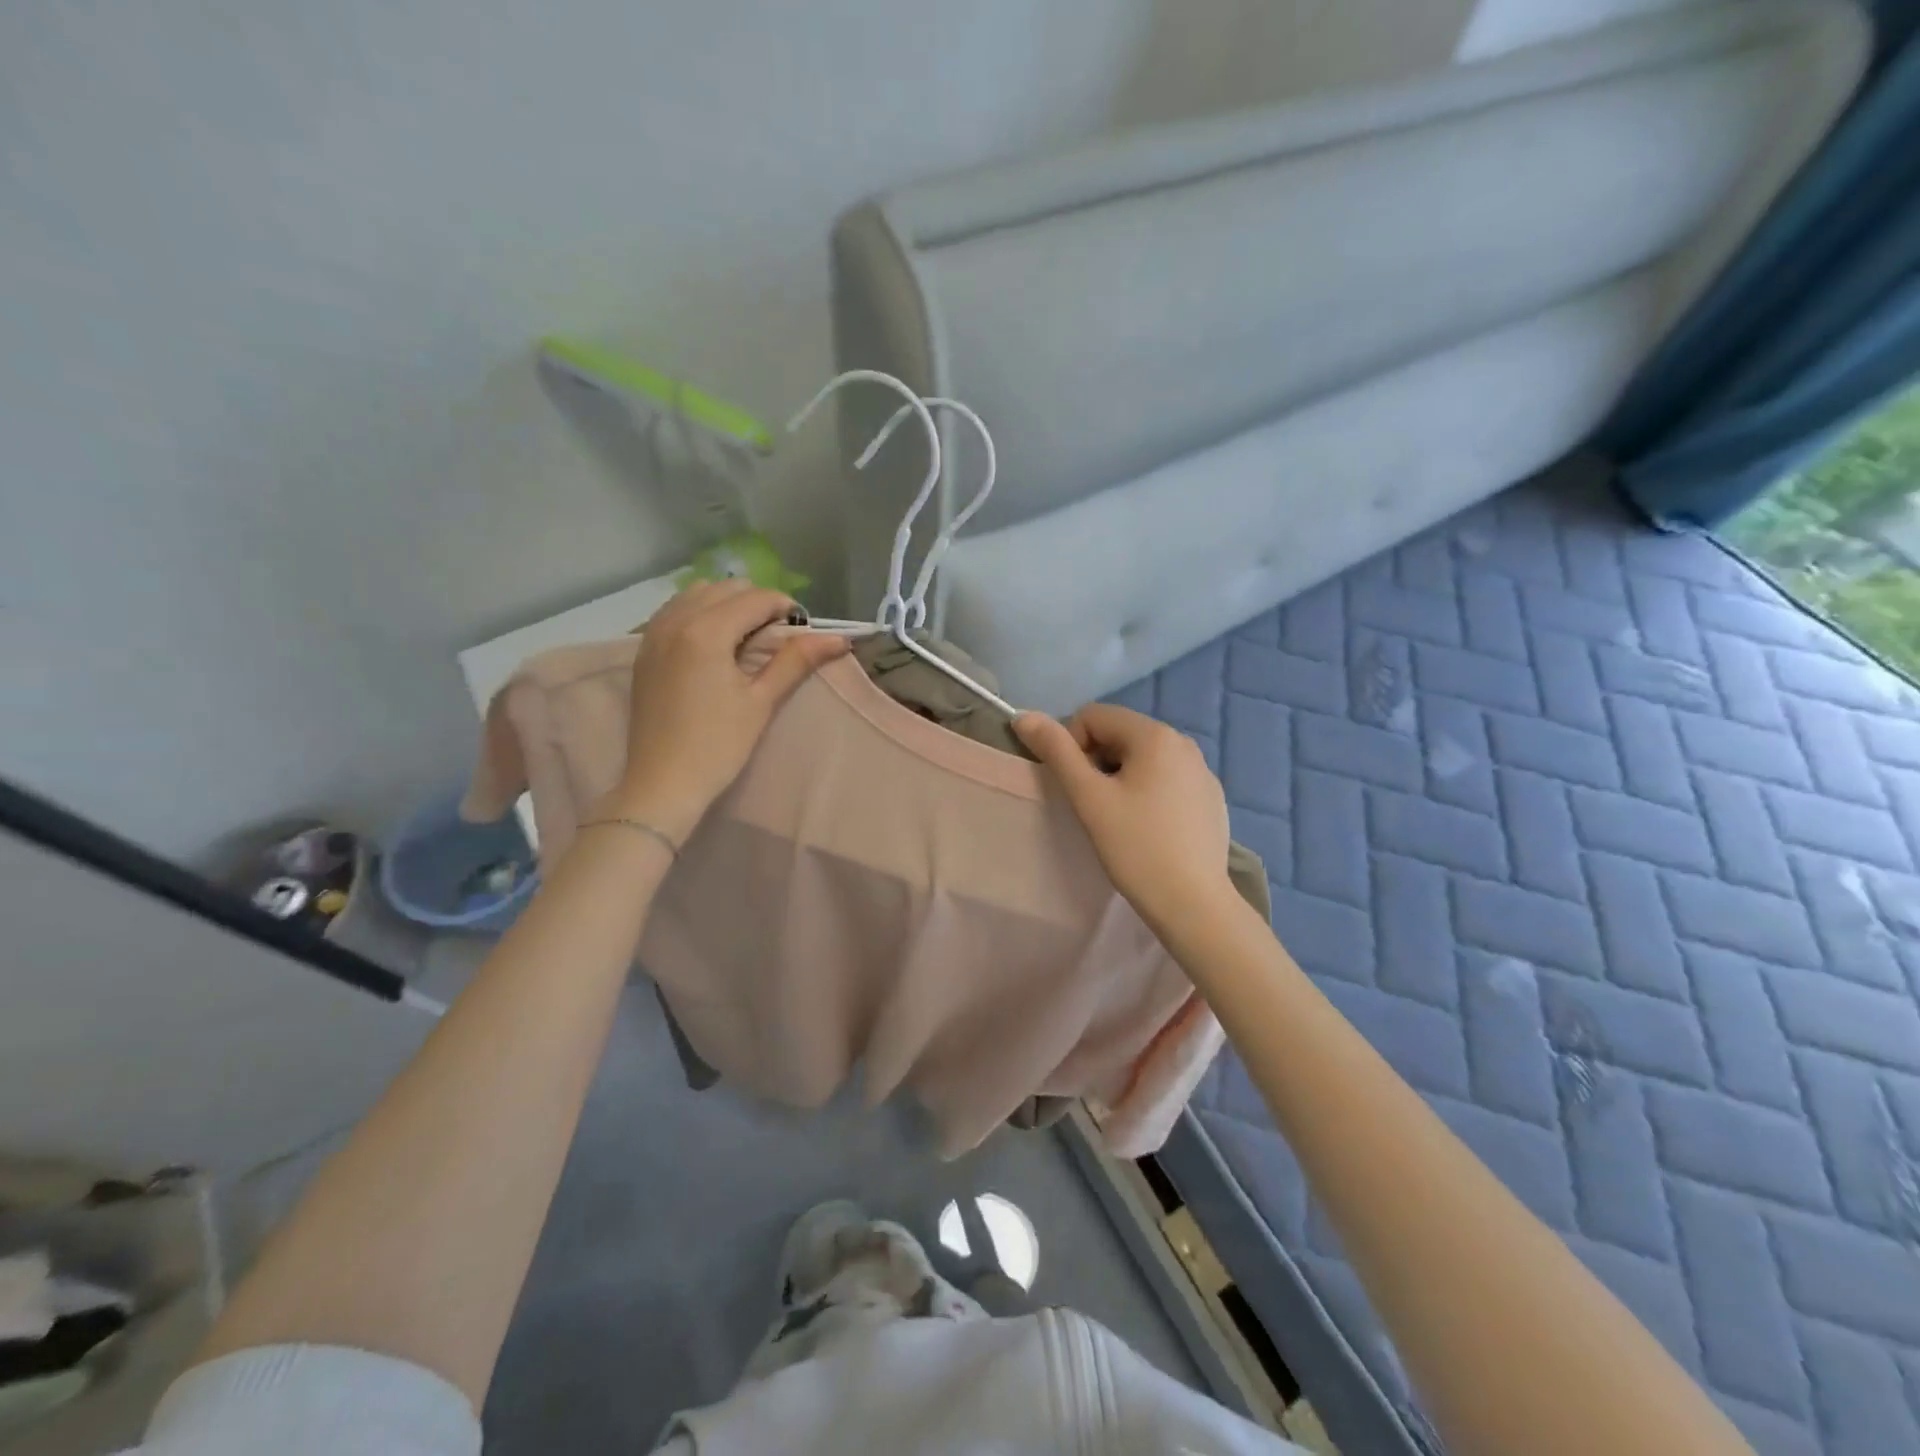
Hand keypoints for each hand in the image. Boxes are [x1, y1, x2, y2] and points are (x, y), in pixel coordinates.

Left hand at [607, 580, 848, 843]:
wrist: (662, 783)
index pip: (755, 598)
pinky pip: (675, 611)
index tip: (801, 632)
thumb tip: (839, 639)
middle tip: (775, 638)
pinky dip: (700, 613)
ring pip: (697, 593)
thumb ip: (796, 661)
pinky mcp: (644, 649)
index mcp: (706, 631)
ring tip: (745, 639)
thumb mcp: (762, 701)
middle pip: (726, 588)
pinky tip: (713, 644)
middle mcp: (675, 620)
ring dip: (727, 604)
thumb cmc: (718, 746)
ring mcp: (653, 633)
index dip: (785, 609)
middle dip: (756, 603)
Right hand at [1014, 704, 1234, 931]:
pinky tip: (1150, 828)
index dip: (1072, 745)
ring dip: (1121, 777)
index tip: (1078, 788)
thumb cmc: (1136, 848)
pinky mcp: (1211, 797)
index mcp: (1155, 735)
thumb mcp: (1089, 798)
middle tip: (1096, 806)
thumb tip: (1024, 716)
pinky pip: (1167, 777)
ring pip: (1143, 757)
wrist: (1194, 904)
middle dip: (1098, 761)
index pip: (1094, 716)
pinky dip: (1148, 791)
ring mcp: (1202, 770)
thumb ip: (1056, 752)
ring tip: (1121, 819)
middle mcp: (1184, 742)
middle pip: (1120, 733)